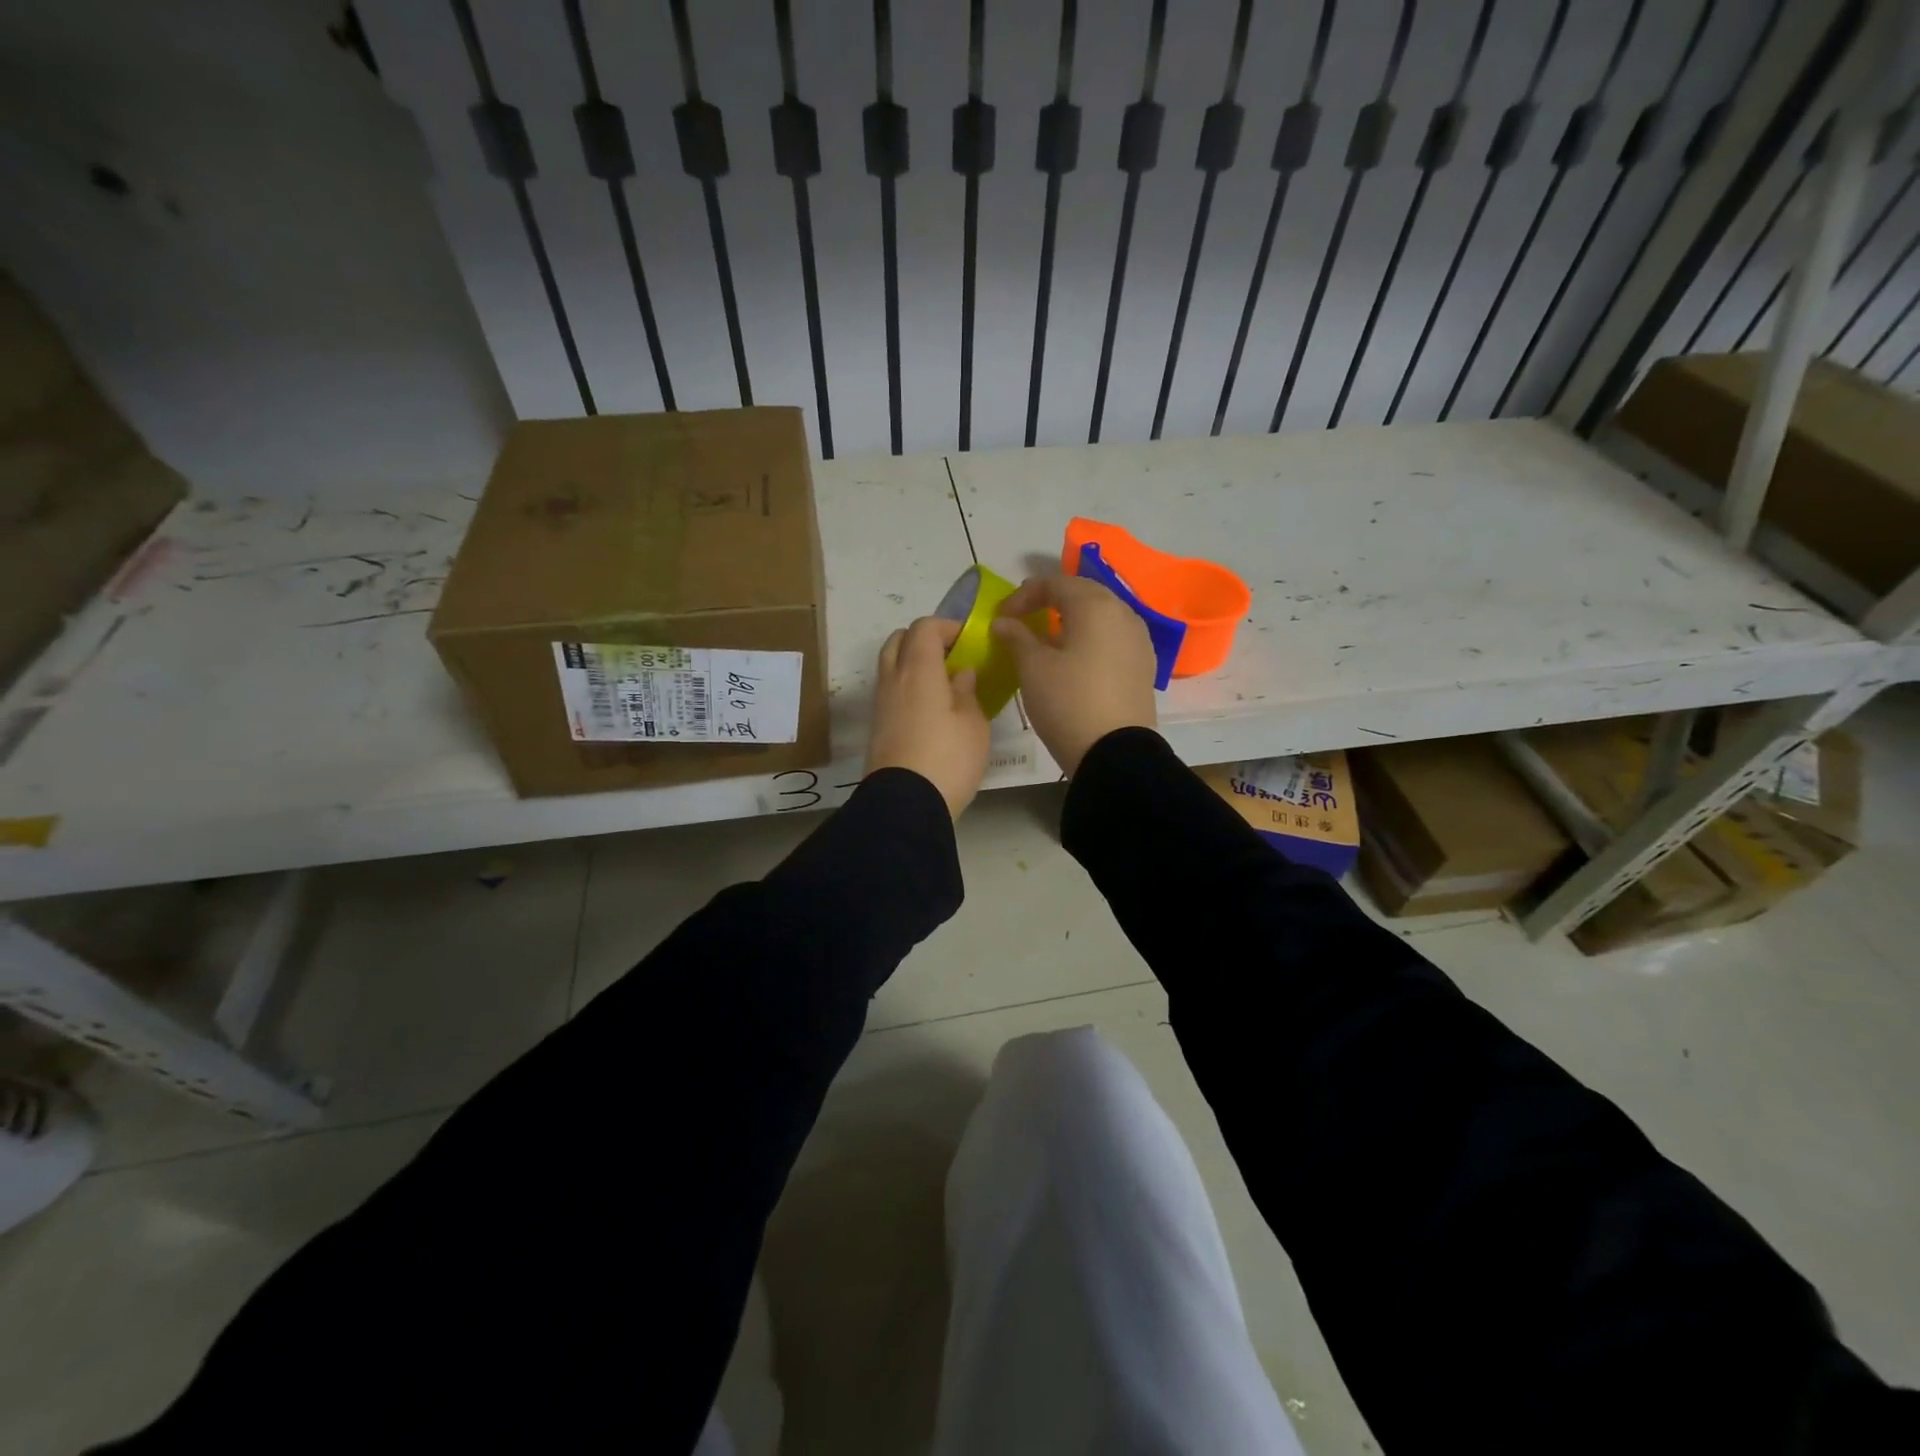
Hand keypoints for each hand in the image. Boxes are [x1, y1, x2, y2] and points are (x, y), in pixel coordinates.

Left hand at [864, 616, 990, 817]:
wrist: (906, 803)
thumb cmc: (948, 758)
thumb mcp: (973, 724)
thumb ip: (968, 692)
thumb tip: (961, 673)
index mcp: (918, 668)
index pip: (924, 627)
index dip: (946, 626)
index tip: (967, 641)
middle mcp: (893, 678)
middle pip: (899, 640)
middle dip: (923, 640)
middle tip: (950, 657)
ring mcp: (880, 703)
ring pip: (890, 665)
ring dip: (912, 664)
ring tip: (942, 685)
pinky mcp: (877, 726)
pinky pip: (890, 691)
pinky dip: (906, 687)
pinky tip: (930, 708)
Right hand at [991, 575, 1157, 775]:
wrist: (1115, 753)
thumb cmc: (1068, 702)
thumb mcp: (1032, 668)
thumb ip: (1016, 637)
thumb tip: (1003, 622)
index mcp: (1096, 605)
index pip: (1055, 582)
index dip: (1023, 595)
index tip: (1002, 617)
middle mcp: (1124, 613)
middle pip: (1083, 595)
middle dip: (1050, 602)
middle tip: (1024, 621)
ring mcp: (1139, 640)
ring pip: (1101, 617)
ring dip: (1072, 622)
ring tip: (1048, 642)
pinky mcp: (1144, 666)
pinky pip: (1113, 640)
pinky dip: (1090, 641)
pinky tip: (1074, 662)